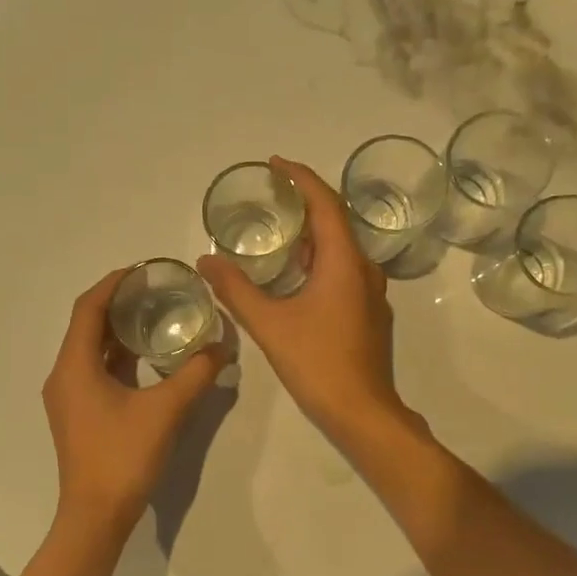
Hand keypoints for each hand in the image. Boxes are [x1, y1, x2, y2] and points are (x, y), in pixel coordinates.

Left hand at [43, 269, 228, 536]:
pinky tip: (146, 358)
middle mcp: (63, 375)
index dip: (113, 284)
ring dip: (117, 331)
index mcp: (74, 366)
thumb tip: (222, 347)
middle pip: (87, 325)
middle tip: (156, 291)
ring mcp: (68, 397)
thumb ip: (195, 374)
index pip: (88, 308)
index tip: (143, 271)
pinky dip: (117, 357)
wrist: (96, 516)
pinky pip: (94, 371)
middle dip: (118, 304)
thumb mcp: (166, 411)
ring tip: (155, 316)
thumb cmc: (123, 457)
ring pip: (90, 350)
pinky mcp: (77, 414)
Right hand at [198, 156, 410, 448]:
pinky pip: (343, 270)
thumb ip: (236, 290)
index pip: (325, 204)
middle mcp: (364, 269)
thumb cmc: (318, 363)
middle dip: (306, 201)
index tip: (276, 164)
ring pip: (340, 248)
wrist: (363, 412)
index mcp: (344, 262)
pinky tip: (294, 273)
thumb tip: (206, 260)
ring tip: (279, 228)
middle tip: (272, 193)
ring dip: (312, 232)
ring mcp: (370, 293)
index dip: (301, 178)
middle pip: (336, 221)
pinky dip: (318, 258)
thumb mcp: (269, 324)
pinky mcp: (367, 313)